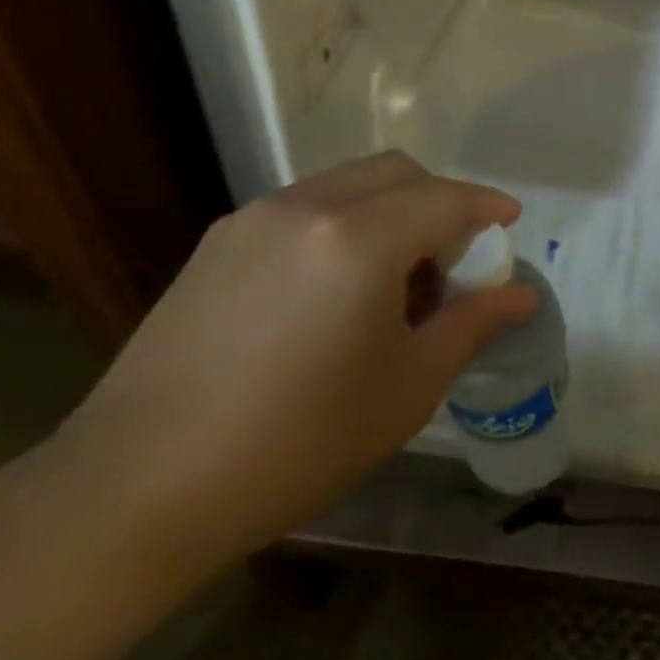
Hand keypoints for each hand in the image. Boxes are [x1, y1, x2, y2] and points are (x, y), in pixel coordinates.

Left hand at [55, 153, 536, 579]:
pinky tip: (334, 290)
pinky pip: (304, 209)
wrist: (138, 487)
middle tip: (452, 258)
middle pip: (396, 172)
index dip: (486, 206)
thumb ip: (472, 324)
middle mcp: (307, 207)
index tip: (510, 222)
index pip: (445, 199)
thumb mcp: (407, 386)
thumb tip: (521, 295)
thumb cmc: (298, 441)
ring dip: (389, 210)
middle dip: (438, 199)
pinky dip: (343, 224)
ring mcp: (253, 220)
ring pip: (347, 184)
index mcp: (360, 239)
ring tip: (392, 280)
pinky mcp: (217, 243)